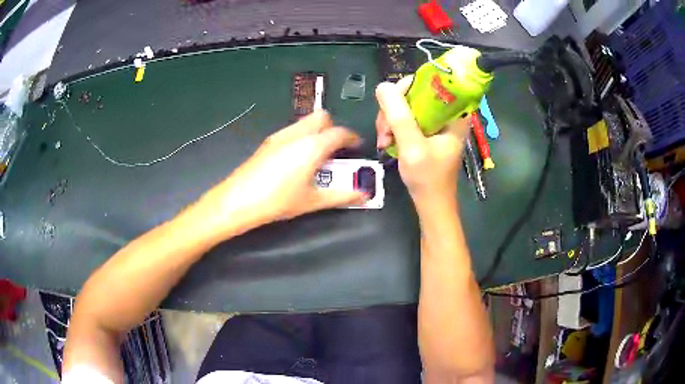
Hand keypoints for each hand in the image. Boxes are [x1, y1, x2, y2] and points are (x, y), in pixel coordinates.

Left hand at [196, 111, 365, 236]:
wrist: (238, 201)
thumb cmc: (278, 201)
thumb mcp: (313, 201)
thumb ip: (341, 195)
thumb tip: (362, 194)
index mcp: (312, 146)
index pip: (340, 133)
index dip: (352, 138)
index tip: (357, 146)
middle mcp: (297, 134)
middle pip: (322, 117)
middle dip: (334, 128)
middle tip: (337, 149)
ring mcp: (280, 136)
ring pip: (305, 122)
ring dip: (317, 131)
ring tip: (318, 155)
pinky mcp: (268, 142)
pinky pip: (292, 130)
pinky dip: (302, 136)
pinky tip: (297, 159)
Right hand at [375, 76, 468, 206]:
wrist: (431, 203)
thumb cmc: (428, 178)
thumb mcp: (412, 146)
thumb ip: (399, 116)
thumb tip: (382, 86)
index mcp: (455, 113)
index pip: (430, 82)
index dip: (406, 88)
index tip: (391, 106)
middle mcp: (447, 113)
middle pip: (414, 93)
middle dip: (394, 109)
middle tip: (384, 131)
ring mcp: (436, 122)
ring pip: (407, 105)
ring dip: (390, 120)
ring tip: (384, 141)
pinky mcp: (427, 130)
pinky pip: (406, 117)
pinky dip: (393, 127)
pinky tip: (387, 142)